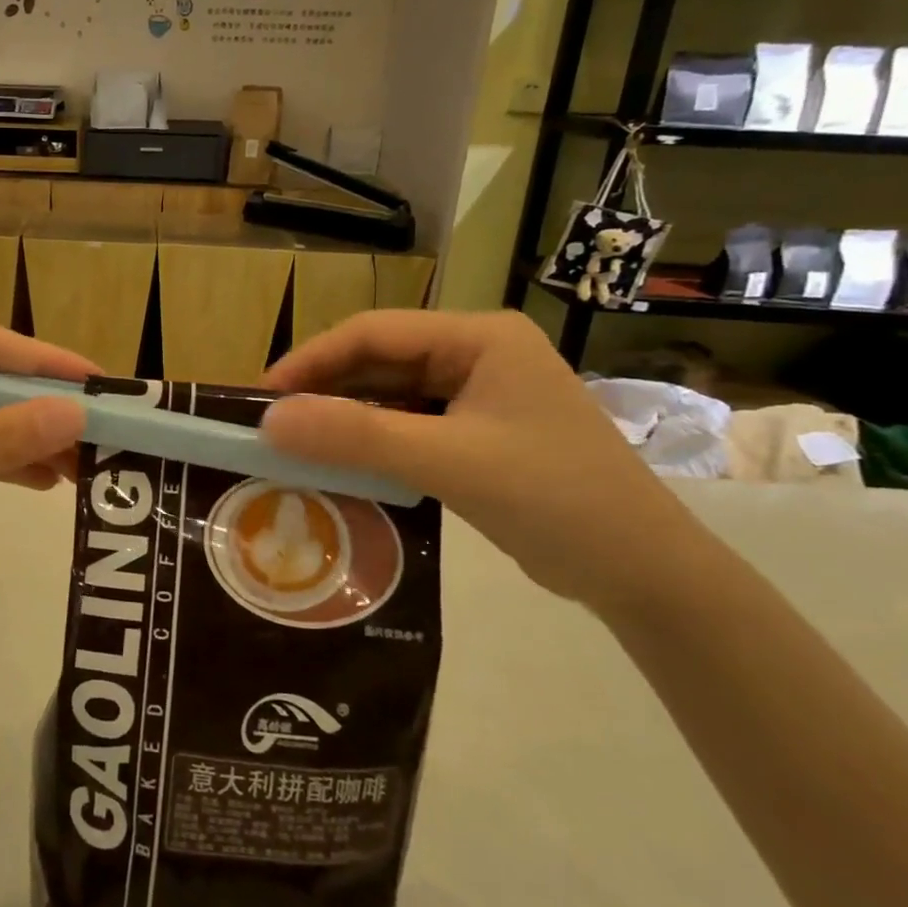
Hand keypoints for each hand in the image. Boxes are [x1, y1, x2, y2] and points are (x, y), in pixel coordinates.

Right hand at [259, 310, 698, 610]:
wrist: (644, 574)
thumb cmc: (555, 499)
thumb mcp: (449, 462)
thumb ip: (357, 437)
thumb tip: (269, 421)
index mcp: (479, 337)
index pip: (374, 332)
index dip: (312, 359)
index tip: (262, 396)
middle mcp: (477, 354)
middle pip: (380, 362)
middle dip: (324, 391)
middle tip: (271, 425)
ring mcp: (479, 395)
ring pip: (391, 396)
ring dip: (345, 420)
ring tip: (295, 446)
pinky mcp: (478, 433)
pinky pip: (409, 427)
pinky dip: (372, 444)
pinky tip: (340, 465)